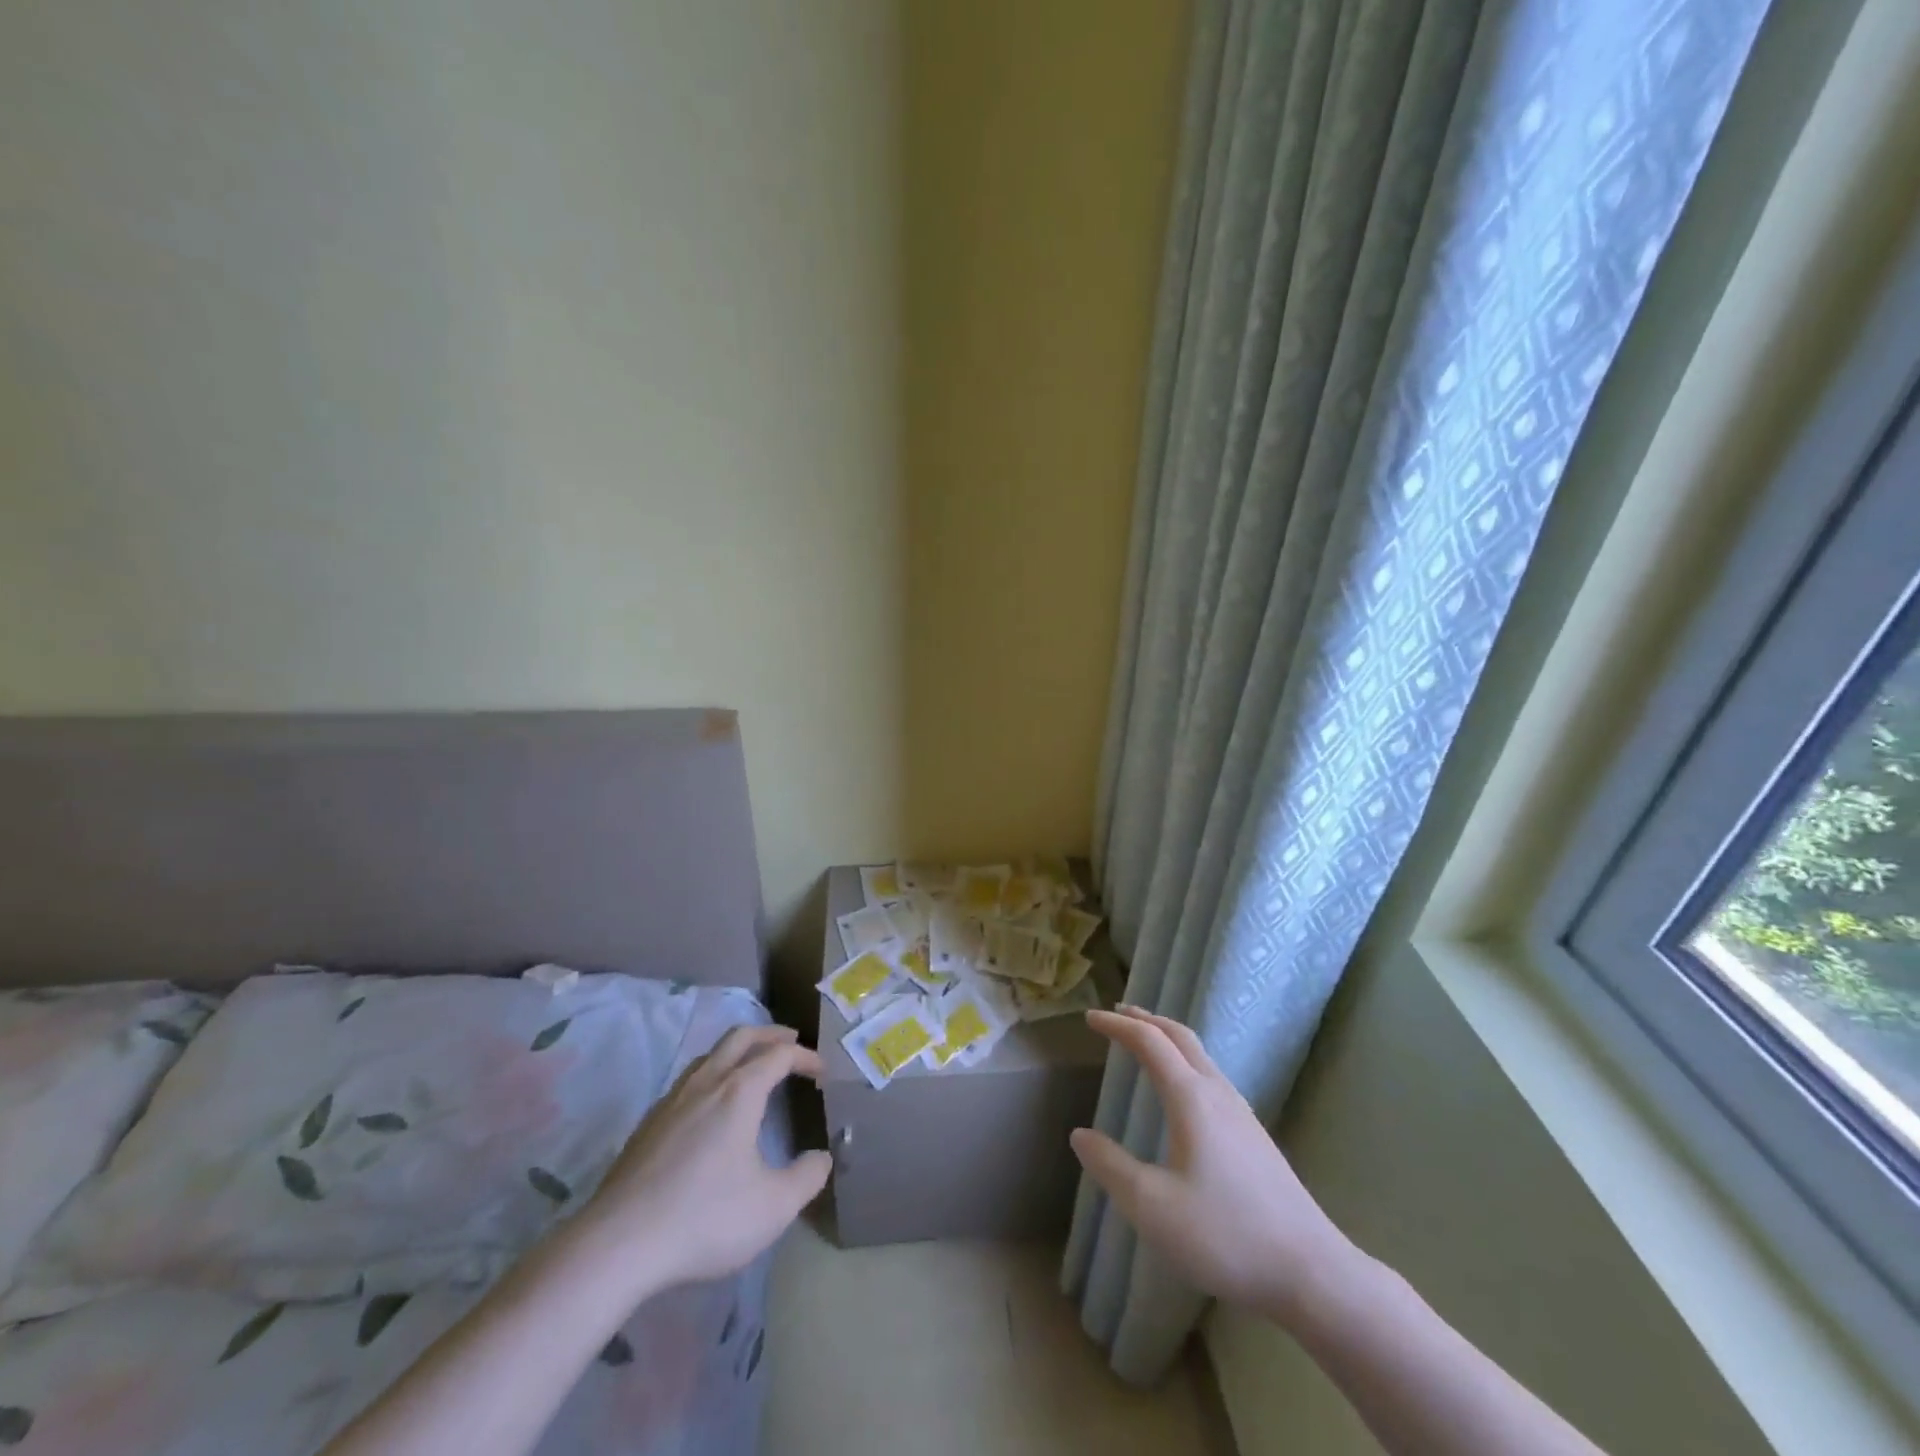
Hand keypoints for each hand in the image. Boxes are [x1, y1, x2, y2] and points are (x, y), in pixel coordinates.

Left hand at [578, 1024, 831, 1292]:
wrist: (618, 1244)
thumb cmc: (705, 1218)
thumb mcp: (774, 1206)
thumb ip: (807, 1177)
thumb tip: (821, 1158)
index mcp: (740, 1092)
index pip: (779, 1055)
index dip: (805, 1057)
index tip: (822, 1072)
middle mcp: (706, 1083)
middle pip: (740, 1037)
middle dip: (769, 1035)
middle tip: (790, 1041)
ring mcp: (671, 1101)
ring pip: (709, 1056)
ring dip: (737, 1052)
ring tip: (751, 1068)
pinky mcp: (648, 1125)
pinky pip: (687, 1082)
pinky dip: (711, 1076)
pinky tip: (710, 1109)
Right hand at [1071, 1006, 1362, 1327]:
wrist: (1312, 1272)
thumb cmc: (1225, 1235)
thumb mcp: (1152, 1207)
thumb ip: (1110, 1166)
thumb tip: (1079, 1135)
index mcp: (1191, 1098)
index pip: (1149, 1041)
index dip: (1117, 1025)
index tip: (1090, 1019)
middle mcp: (1217, 1093)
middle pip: (1180, 1036)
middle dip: (1146, 1019)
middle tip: (1117, 1013)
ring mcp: (1241, 1113)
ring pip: (1200, 1054)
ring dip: (1168, 1037)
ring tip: (1145, 1041)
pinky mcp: (1254, 1135)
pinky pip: (1211, 1075)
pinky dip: (1185, 1060)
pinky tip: (1182, 1089)